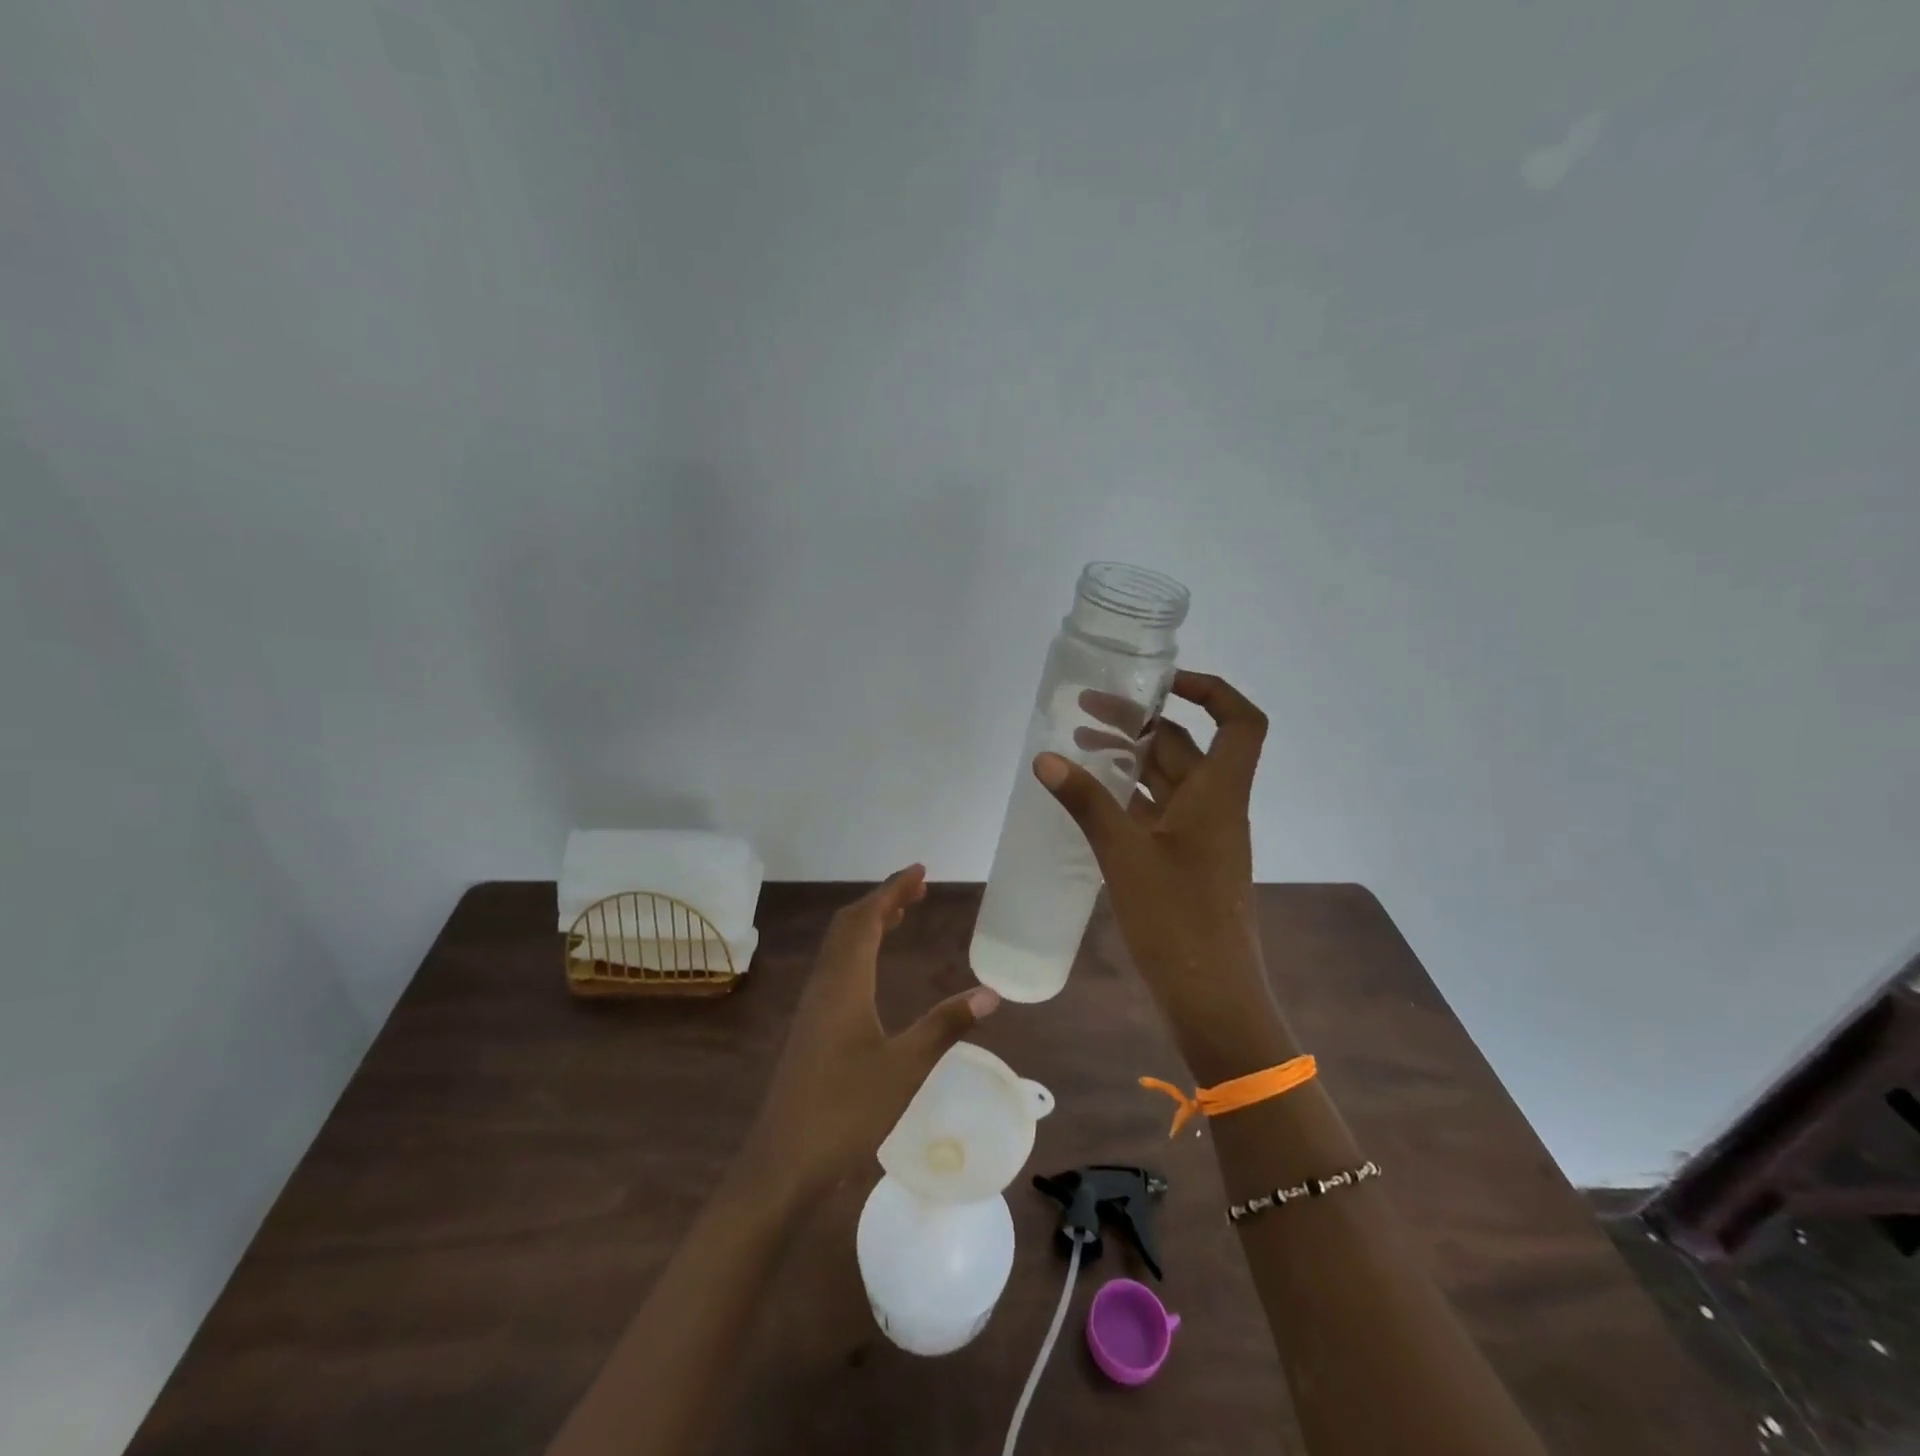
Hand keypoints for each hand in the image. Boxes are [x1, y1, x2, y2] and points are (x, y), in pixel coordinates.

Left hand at [742, 865, 999, 1196]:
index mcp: (845, 983)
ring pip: (839, 946)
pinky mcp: (810, 1026)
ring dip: (868, 923)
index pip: (867, 919)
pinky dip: (858, 949)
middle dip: (882, 900)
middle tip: (917, 889)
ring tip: (900, 916)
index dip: (893, 890)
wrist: (784, 1161)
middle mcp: (825, 984)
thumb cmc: (847, 1110)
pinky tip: (872, 968)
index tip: (920, 870)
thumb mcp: (906, 1067)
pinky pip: (835, 967)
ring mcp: (813, 1005)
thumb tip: (991, 993)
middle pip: (849, 925)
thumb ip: (945, 1025)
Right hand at [1035, 671, 1290, 1076]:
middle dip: (1140, 722)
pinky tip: (1091, 798)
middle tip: (1086, 710)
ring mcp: (1201, 837)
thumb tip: (1045, 759)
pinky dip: (1129, 796)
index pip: (1240, 721)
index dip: (1210, 689)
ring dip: (1130, 759)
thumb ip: (1085, 803)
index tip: (1159, 683)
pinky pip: (1158, 813)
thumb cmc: (1176, 920)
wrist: (1211, 1000)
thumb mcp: (1124, 855)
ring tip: (1078, 745)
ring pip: (1168, 780)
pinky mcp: (1185, 863)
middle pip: (1187, 746)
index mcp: (1219, 794)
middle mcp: (1216, 807)